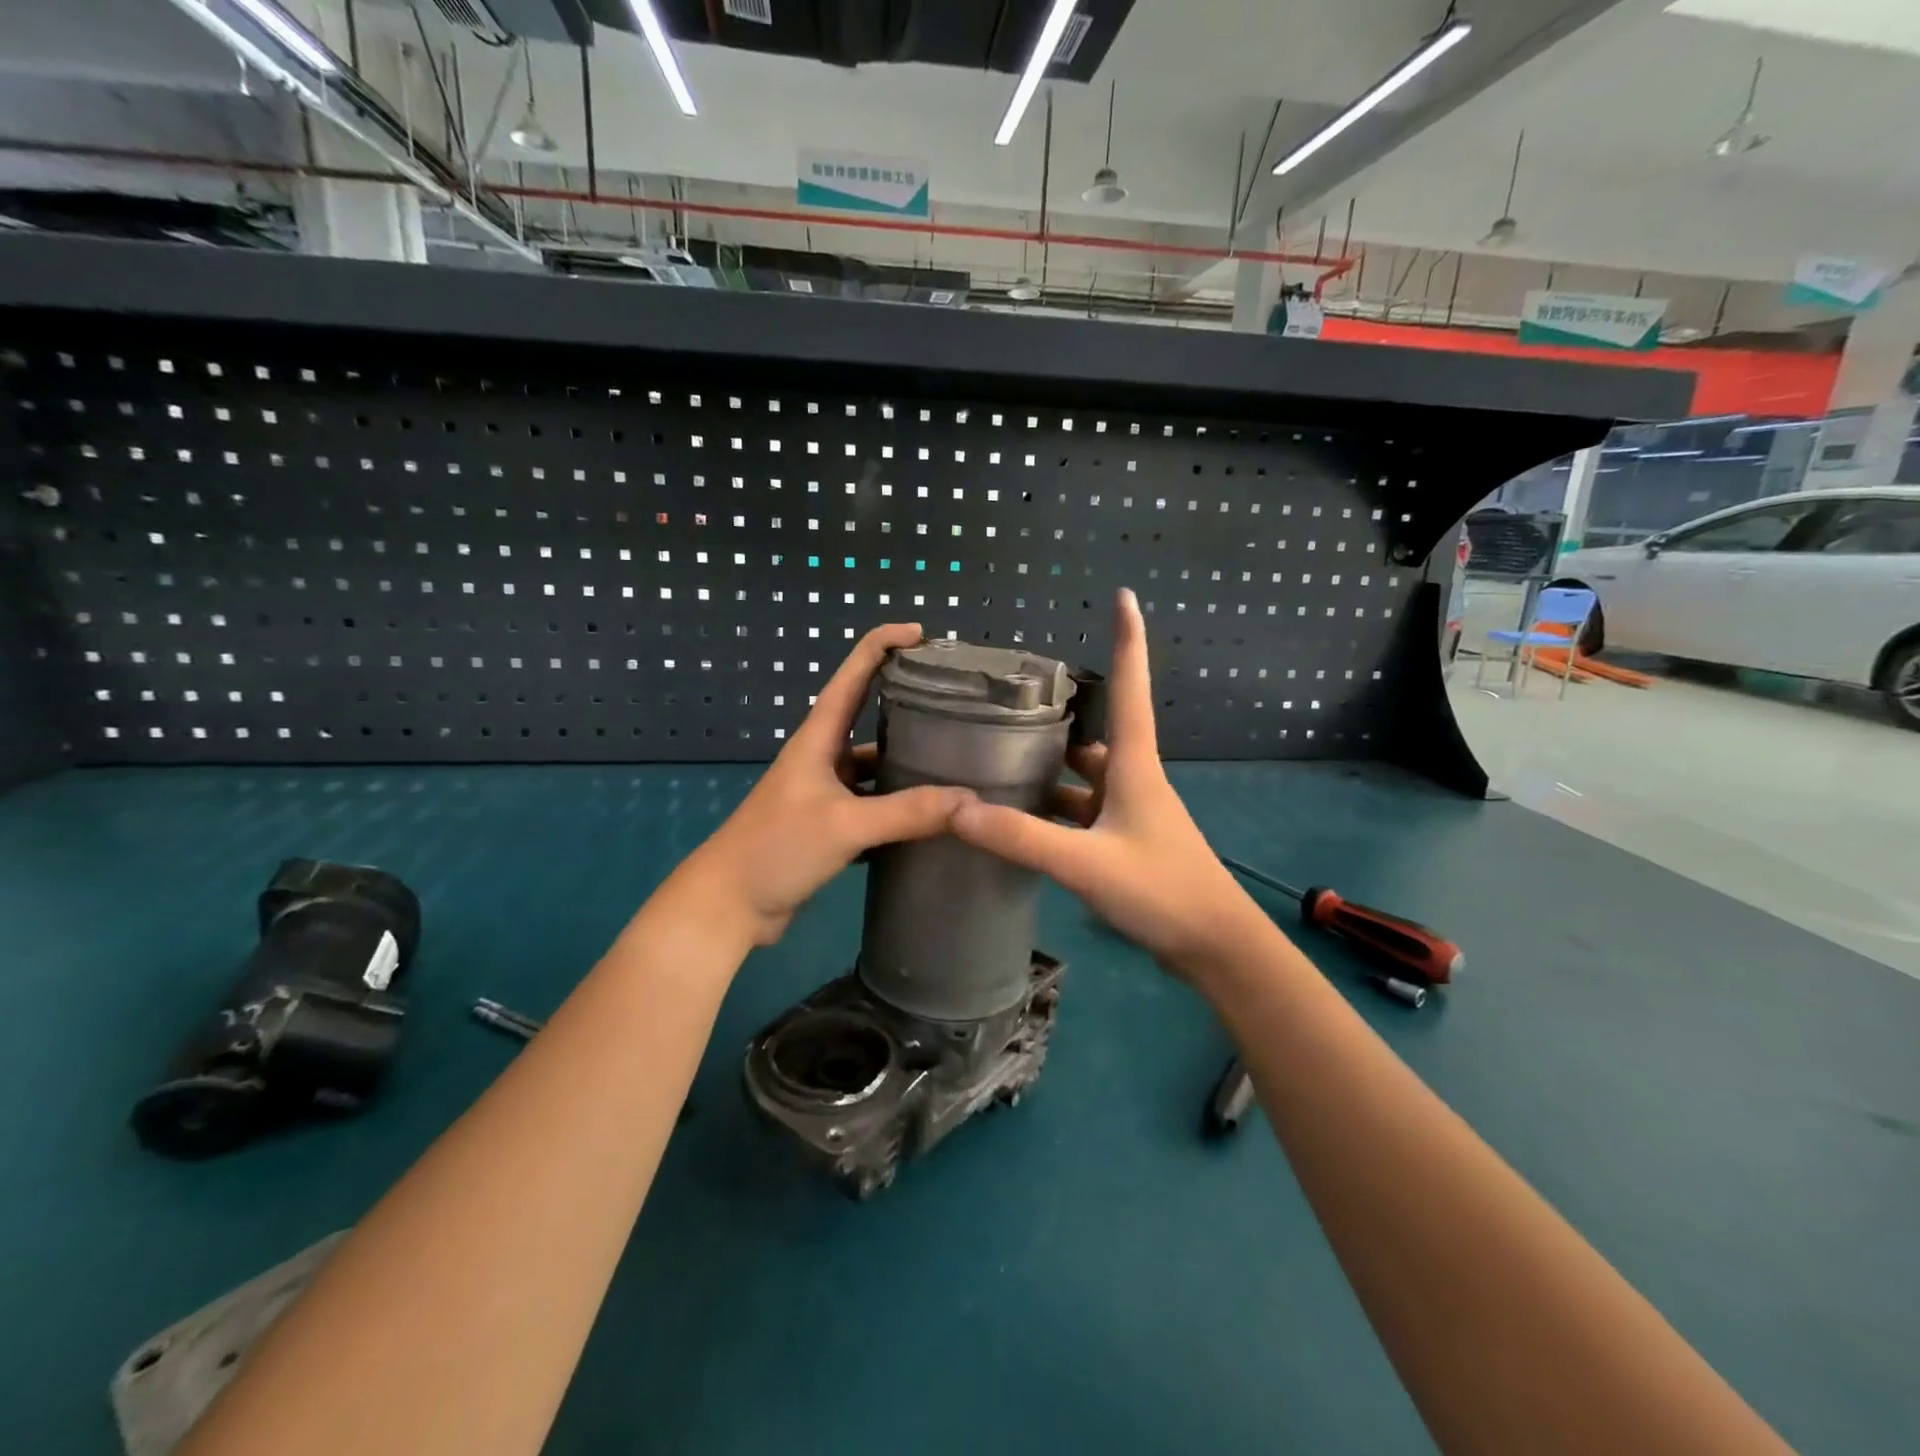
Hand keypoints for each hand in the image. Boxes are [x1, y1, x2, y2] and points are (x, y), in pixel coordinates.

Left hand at [676, 624, 973, 946]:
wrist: (729, 906)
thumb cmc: (777, 848)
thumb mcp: (845, 825)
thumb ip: (907, 813)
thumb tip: (970, 802)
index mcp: (819, 738)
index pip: (852, 675)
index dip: (882, 645)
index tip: (921, 633)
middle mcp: (823, 757)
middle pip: (869, 718)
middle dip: (908, 705)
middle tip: (958, 703)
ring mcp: (826, 793)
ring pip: (876, 768)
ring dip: (908, 765)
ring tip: (958, 764)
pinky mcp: (829, 826)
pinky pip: (874, 806)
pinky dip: (900, 808)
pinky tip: (932, 817)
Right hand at [952, 589, 1273, 981]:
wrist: (1215, 947)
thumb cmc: (1161, 890)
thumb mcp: (1085, 864)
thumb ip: (1022, 837)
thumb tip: (958, 809)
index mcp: (1134, 766)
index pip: (1131, 686)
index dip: (1128, 639)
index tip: (1124, 595)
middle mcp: (1132, 779)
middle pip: (1095, 731)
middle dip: (1060, 711)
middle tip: (1009, 698)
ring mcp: (1130, 812)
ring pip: (1083, 776)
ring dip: (1050, 766)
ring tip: (997, 756)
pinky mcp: (1124, 842)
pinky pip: (1081, 811)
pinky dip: (1053, 808)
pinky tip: (1019, 816)